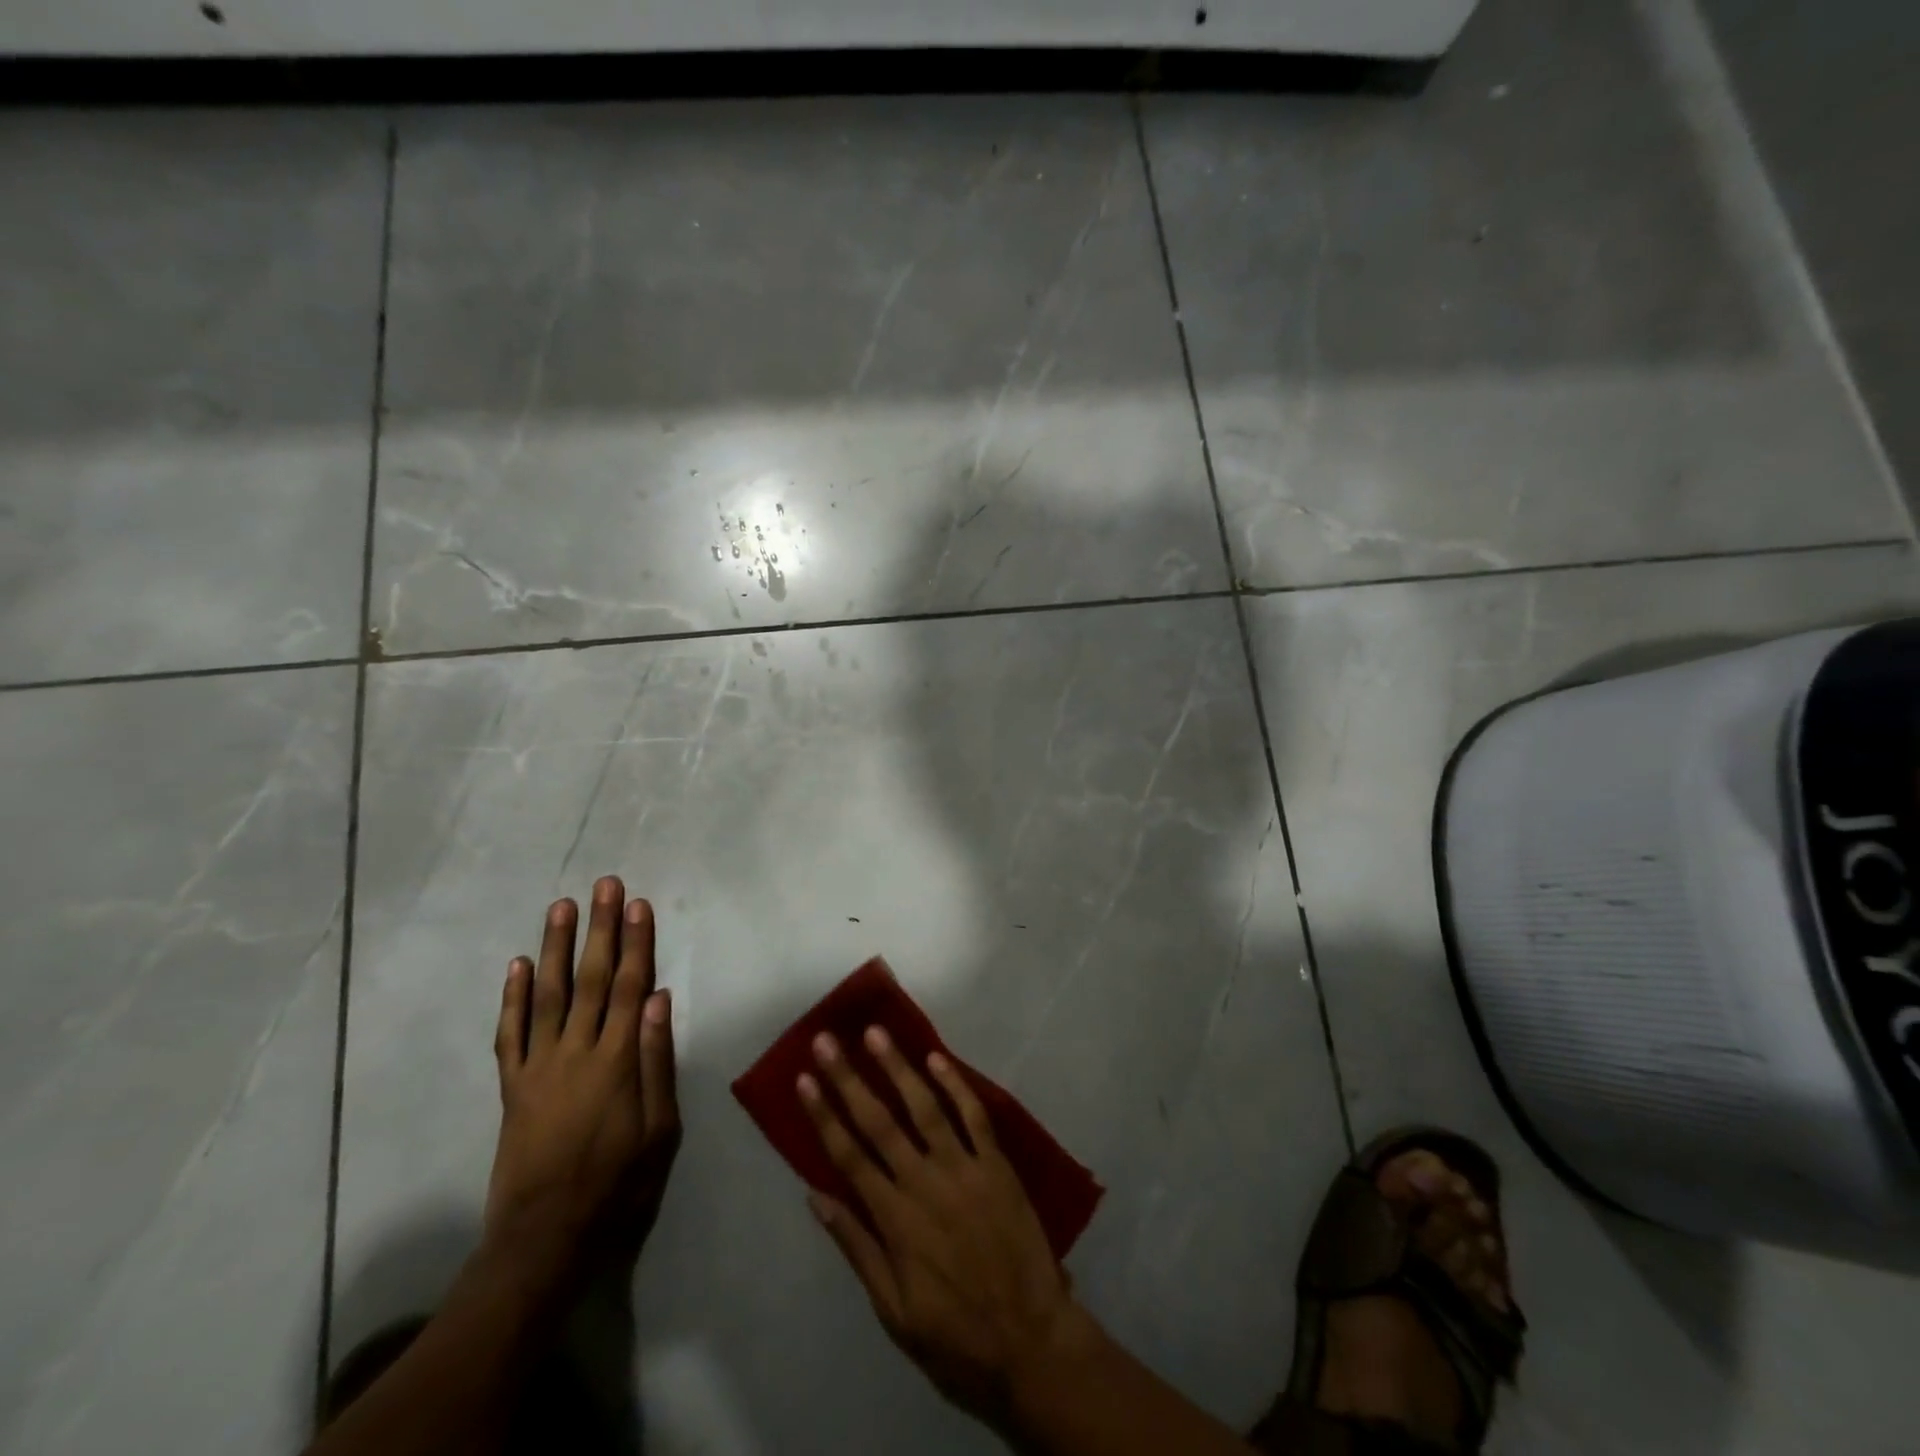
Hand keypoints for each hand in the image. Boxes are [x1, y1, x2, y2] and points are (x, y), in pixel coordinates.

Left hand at [486, 876, 680, 1279]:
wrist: (544, 1238)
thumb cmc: (617, 1184)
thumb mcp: (659, 1129)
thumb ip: (657, 1061)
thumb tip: (659, 999)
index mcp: (616, 1061)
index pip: (631, 986)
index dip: (636, 942)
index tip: (638, 904)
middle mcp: (575, 1052)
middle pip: (592, 978)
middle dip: (600, 928)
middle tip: (603, 885)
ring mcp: (538, 1067)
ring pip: (548, 994)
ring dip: (556, 947)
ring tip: (560, 907)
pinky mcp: (512, 1087)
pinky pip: (510, 1034)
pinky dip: (512, 998)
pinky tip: (518, 965)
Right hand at [799, 1026, 1087, 1428]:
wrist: (1032, 1344)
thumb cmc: (956, 1337)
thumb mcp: (894, 1311)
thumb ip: (858, 1248)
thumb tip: (817, 1198)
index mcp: (895, 1220)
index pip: (849, 1156)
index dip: (824, 1115)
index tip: (804, 1079)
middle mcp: (925, 1183)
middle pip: (879, 1121)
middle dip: (849, 1079)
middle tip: (827, 1041)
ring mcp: (965, 1169)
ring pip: (925, 1107)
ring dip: (898, 1067)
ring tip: (876, 1033)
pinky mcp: (998, 1165)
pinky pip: (974, 1116)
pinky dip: (956, 1085)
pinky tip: (937, 1058)